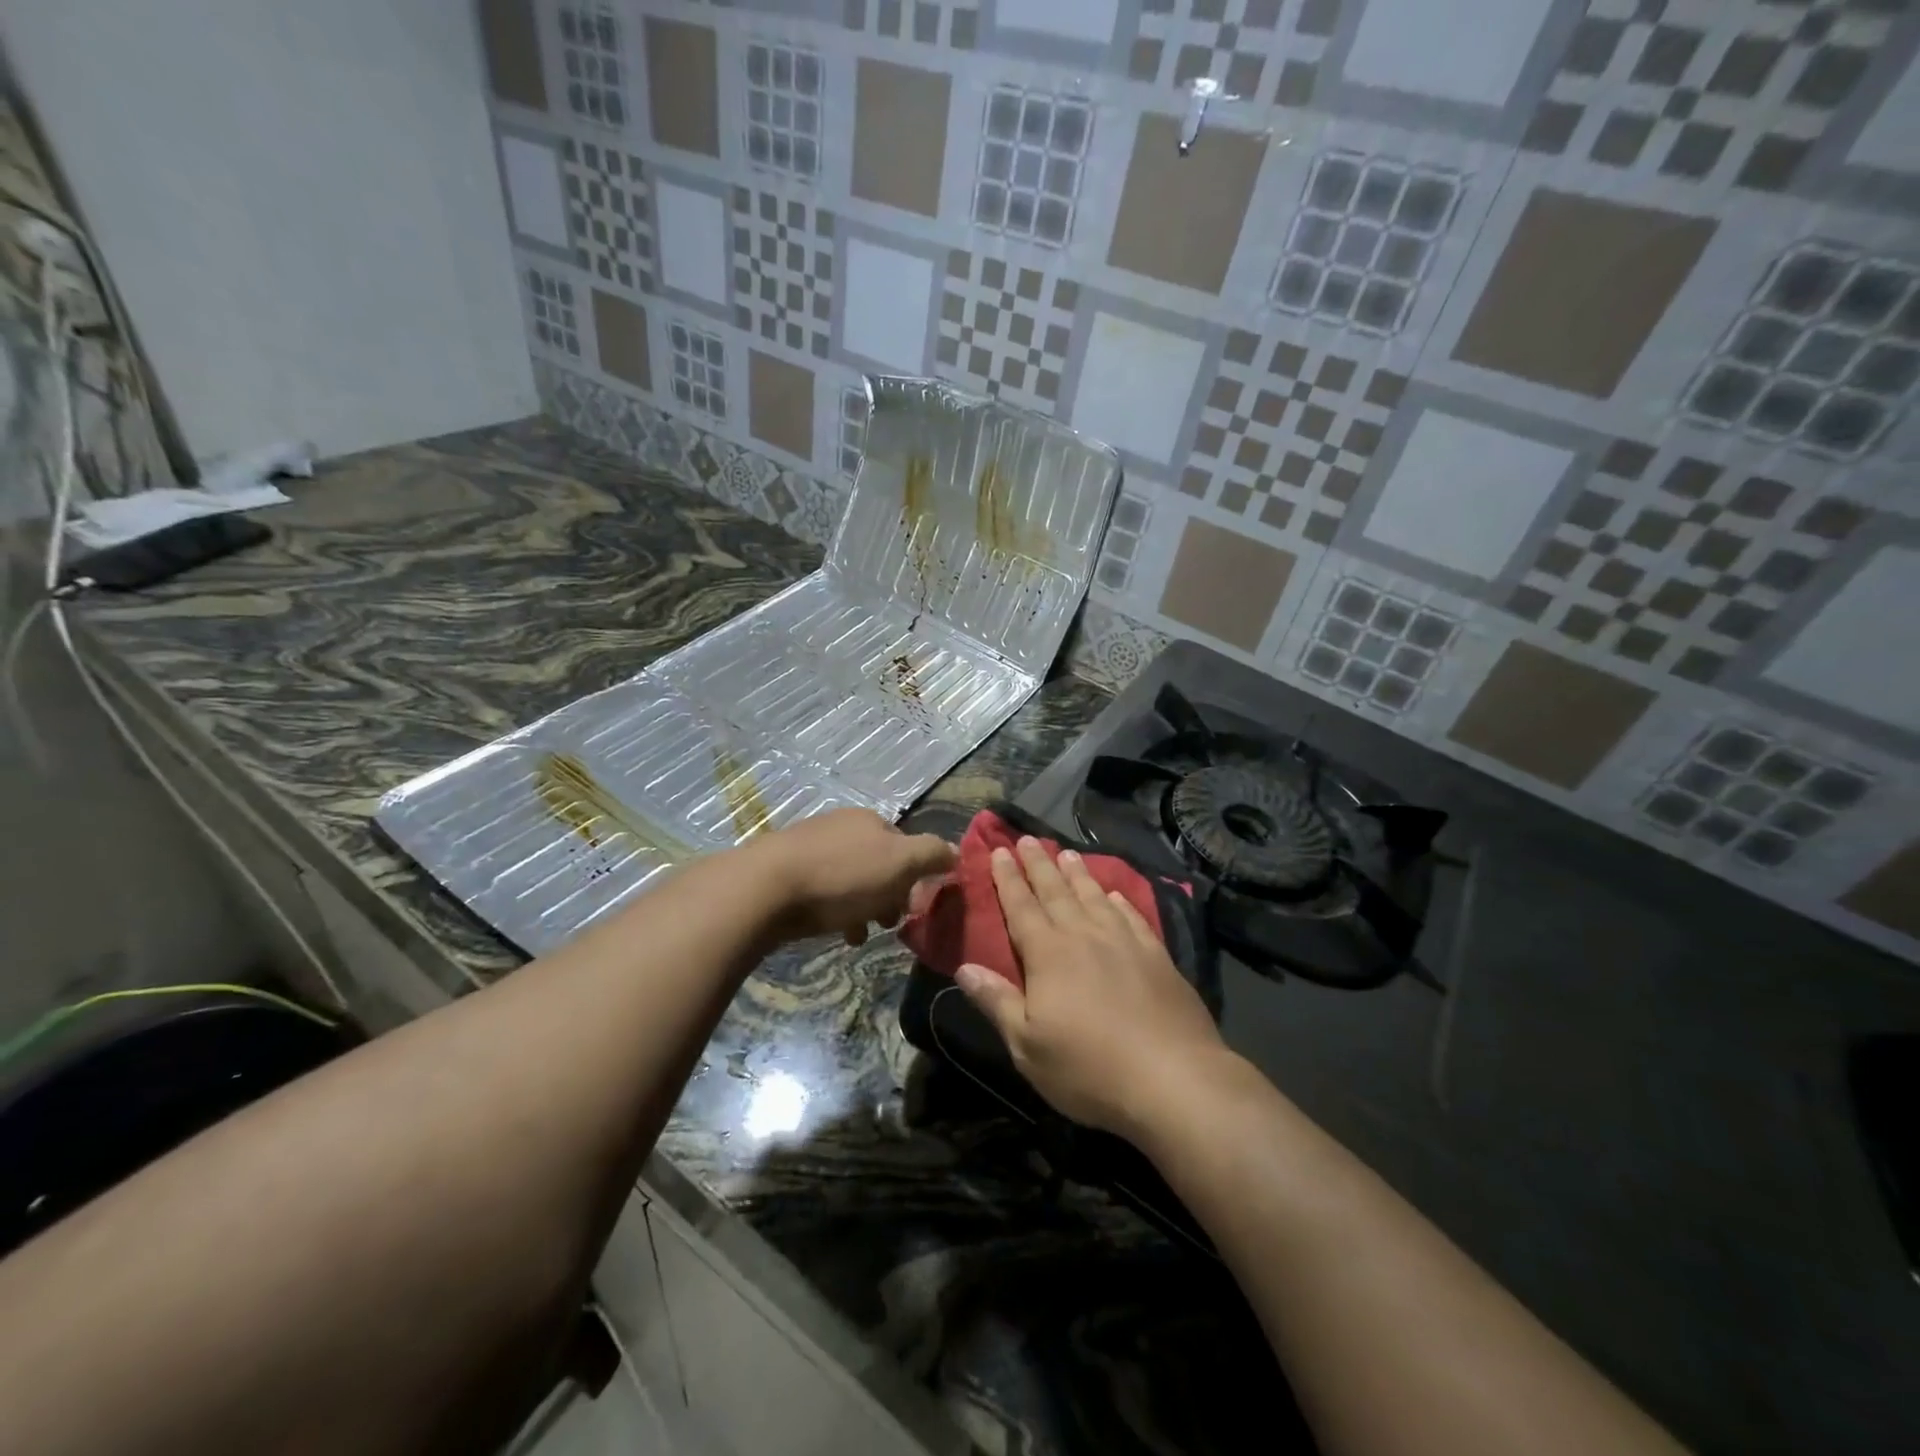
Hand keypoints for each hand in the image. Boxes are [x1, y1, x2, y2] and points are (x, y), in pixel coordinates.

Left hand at [743, 808, 955, 946]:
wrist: (764, 888)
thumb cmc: (841, 876)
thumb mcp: (900, 863)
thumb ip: (932, 855)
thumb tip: (956, 852)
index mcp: (870, 820)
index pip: (906, 846)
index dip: (916, 877)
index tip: (914, 908)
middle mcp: (841, 826)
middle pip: (878, 863)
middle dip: (888, 895)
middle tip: (888, 924)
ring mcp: (810, 846)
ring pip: (851, 879)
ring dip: (863, 907)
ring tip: (860, 935)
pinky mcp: (785, 871)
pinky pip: (823, 891)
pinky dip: (835, 911)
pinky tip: (836, 932)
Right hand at [954, 838, 1229, 1141]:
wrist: (1174, 1079)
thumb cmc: (1089, 1069)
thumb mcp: (1028, 1046)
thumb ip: (996, 1002)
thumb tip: (963, 968)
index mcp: (1048, 954)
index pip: (1021, 906)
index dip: (1008, 878)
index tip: (999, 851)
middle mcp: (1084, 935)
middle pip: (1056, 891)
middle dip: (1039, 864)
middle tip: (1028, 838)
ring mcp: (1125, 942)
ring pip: (1094, 896)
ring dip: (1078, 874)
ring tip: (1067, 853)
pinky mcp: (1157, 956)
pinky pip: (1132, 915)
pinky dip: (1119, 901)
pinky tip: (1115, 895)